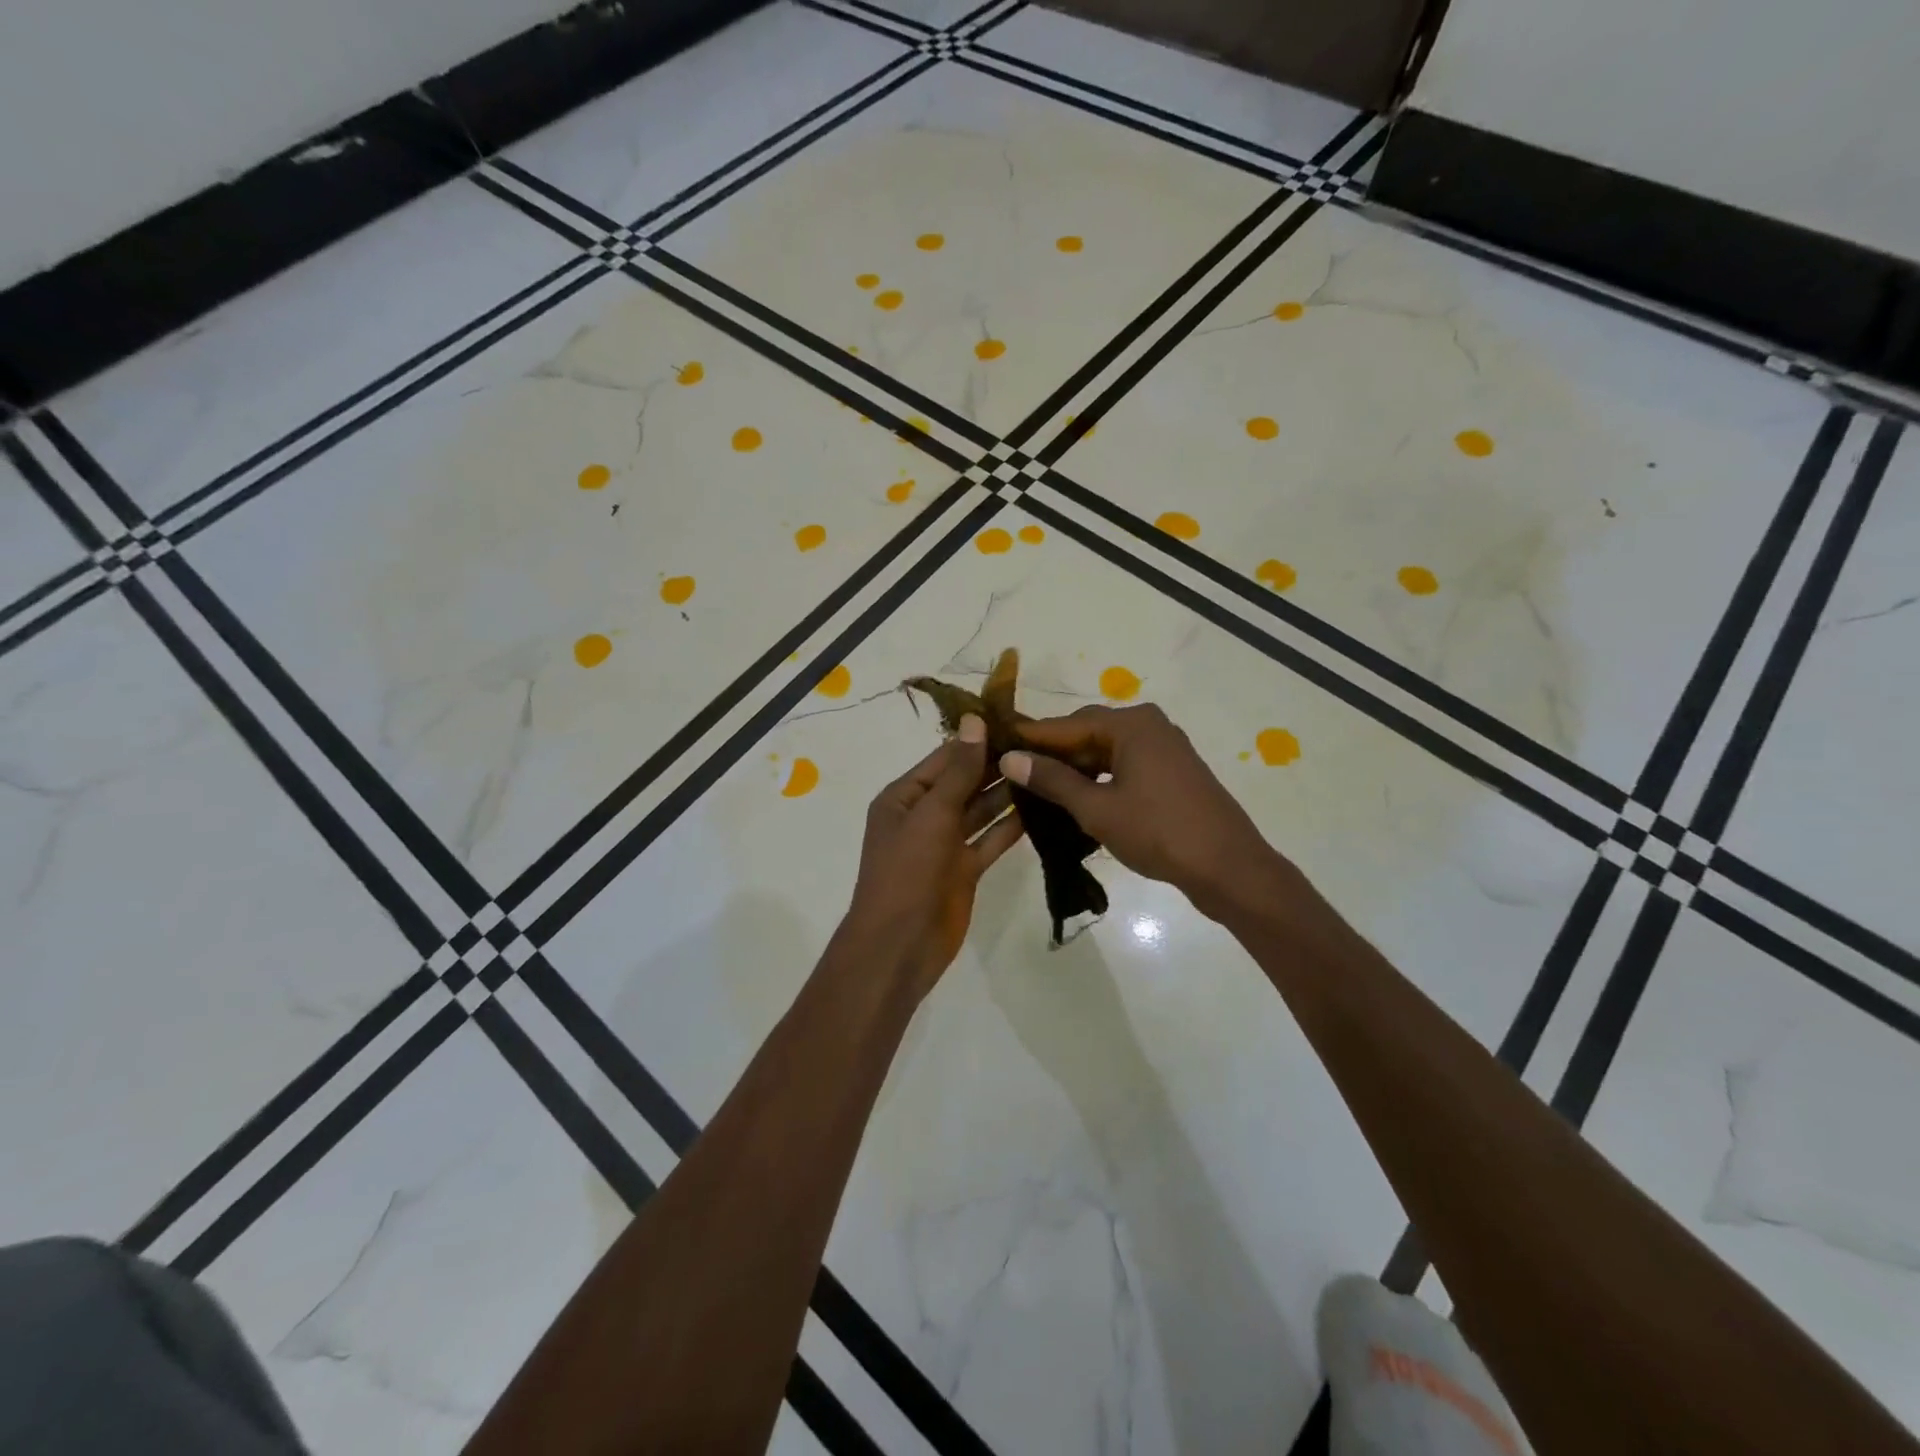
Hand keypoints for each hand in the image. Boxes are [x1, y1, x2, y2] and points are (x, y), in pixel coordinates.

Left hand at [841, 714, 1025, 998]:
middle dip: (998, 765)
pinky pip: (990, 840)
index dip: (978, 739)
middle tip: (1044, 745)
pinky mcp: (964, 869)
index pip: (946, 758)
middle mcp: (924, 815)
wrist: (899, 945)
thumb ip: (958, 770)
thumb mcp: (931, 814)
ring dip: (1008, 794)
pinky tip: (1041, 809)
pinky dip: (1011, 827)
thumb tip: (975, 720)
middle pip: (965, 782)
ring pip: (980, 810)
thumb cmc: (907, 872)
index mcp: (904, 797)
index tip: (1018, 722)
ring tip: (1047, 771)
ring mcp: (945, 844)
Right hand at [1000, 704, 1286, 920]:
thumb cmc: (1159, 833)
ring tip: (1039, 790)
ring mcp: (1164, 748)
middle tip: (1014, 773)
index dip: (1030, 738)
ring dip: (1075, 769)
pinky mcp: (1172, 772)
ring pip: (1105, 751)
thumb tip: (1010, 758)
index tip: (995, 746)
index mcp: (1131, 724)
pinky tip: (1077, 799)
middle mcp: (1148, 725)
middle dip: (1052, 754)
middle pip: (1087, 733)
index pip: (1066, 724)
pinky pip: (1124, 765)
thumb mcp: (1097, 808)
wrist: (1229, 867)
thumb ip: (1052, 780)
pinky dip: (1099, 779)